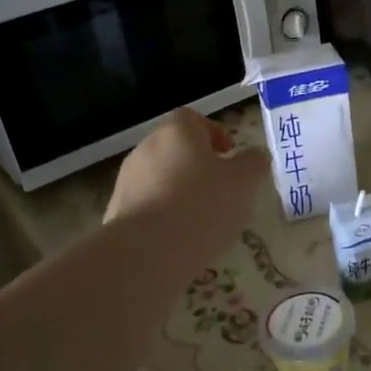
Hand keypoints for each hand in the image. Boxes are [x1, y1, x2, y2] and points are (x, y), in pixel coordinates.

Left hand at [105, 110, 267, 269]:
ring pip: (161, 177)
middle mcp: (147, 147)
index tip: (229, 156)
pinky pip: (148, 205)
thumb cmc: (202, 205)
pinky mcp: (117, 210)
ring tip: (202, 220)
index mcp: (178, 131)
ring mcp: (127, 179)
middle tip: (221, 190)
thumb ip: (253, 163)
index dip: (214, 134)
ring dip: (180, 191)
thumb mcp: (244, 182)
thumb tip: (253, 156)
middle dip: (198, 165)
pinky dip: (164, 214)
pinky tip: (180, 238)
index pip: (194, 119)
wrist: (147, 251)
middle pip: (176, 148)